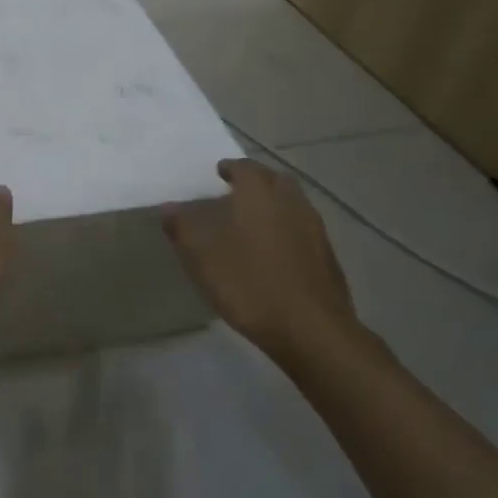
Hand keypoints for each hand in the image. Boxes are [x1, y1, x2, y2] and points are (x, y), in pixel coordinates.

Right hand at [163, 158, 361, 365]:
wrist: (310, 330)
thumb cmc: (249, 284)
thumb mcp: (201, 257)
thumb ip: (182, 228)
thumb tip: (169, 208)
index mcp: (259, 195)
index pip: (246, 167)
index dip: (231, 168)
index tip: (218, 173)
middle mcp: (290, 202)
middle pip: (275, 180)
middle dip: (257, 181)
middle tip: (237, 192)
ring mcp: (314, 229)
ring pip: (293, 203)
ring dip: (275, 204)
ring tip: (253, 221)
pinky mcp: (328, 256)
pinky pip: (304, 228)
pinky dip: (288, 228)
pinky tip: (274, 251)